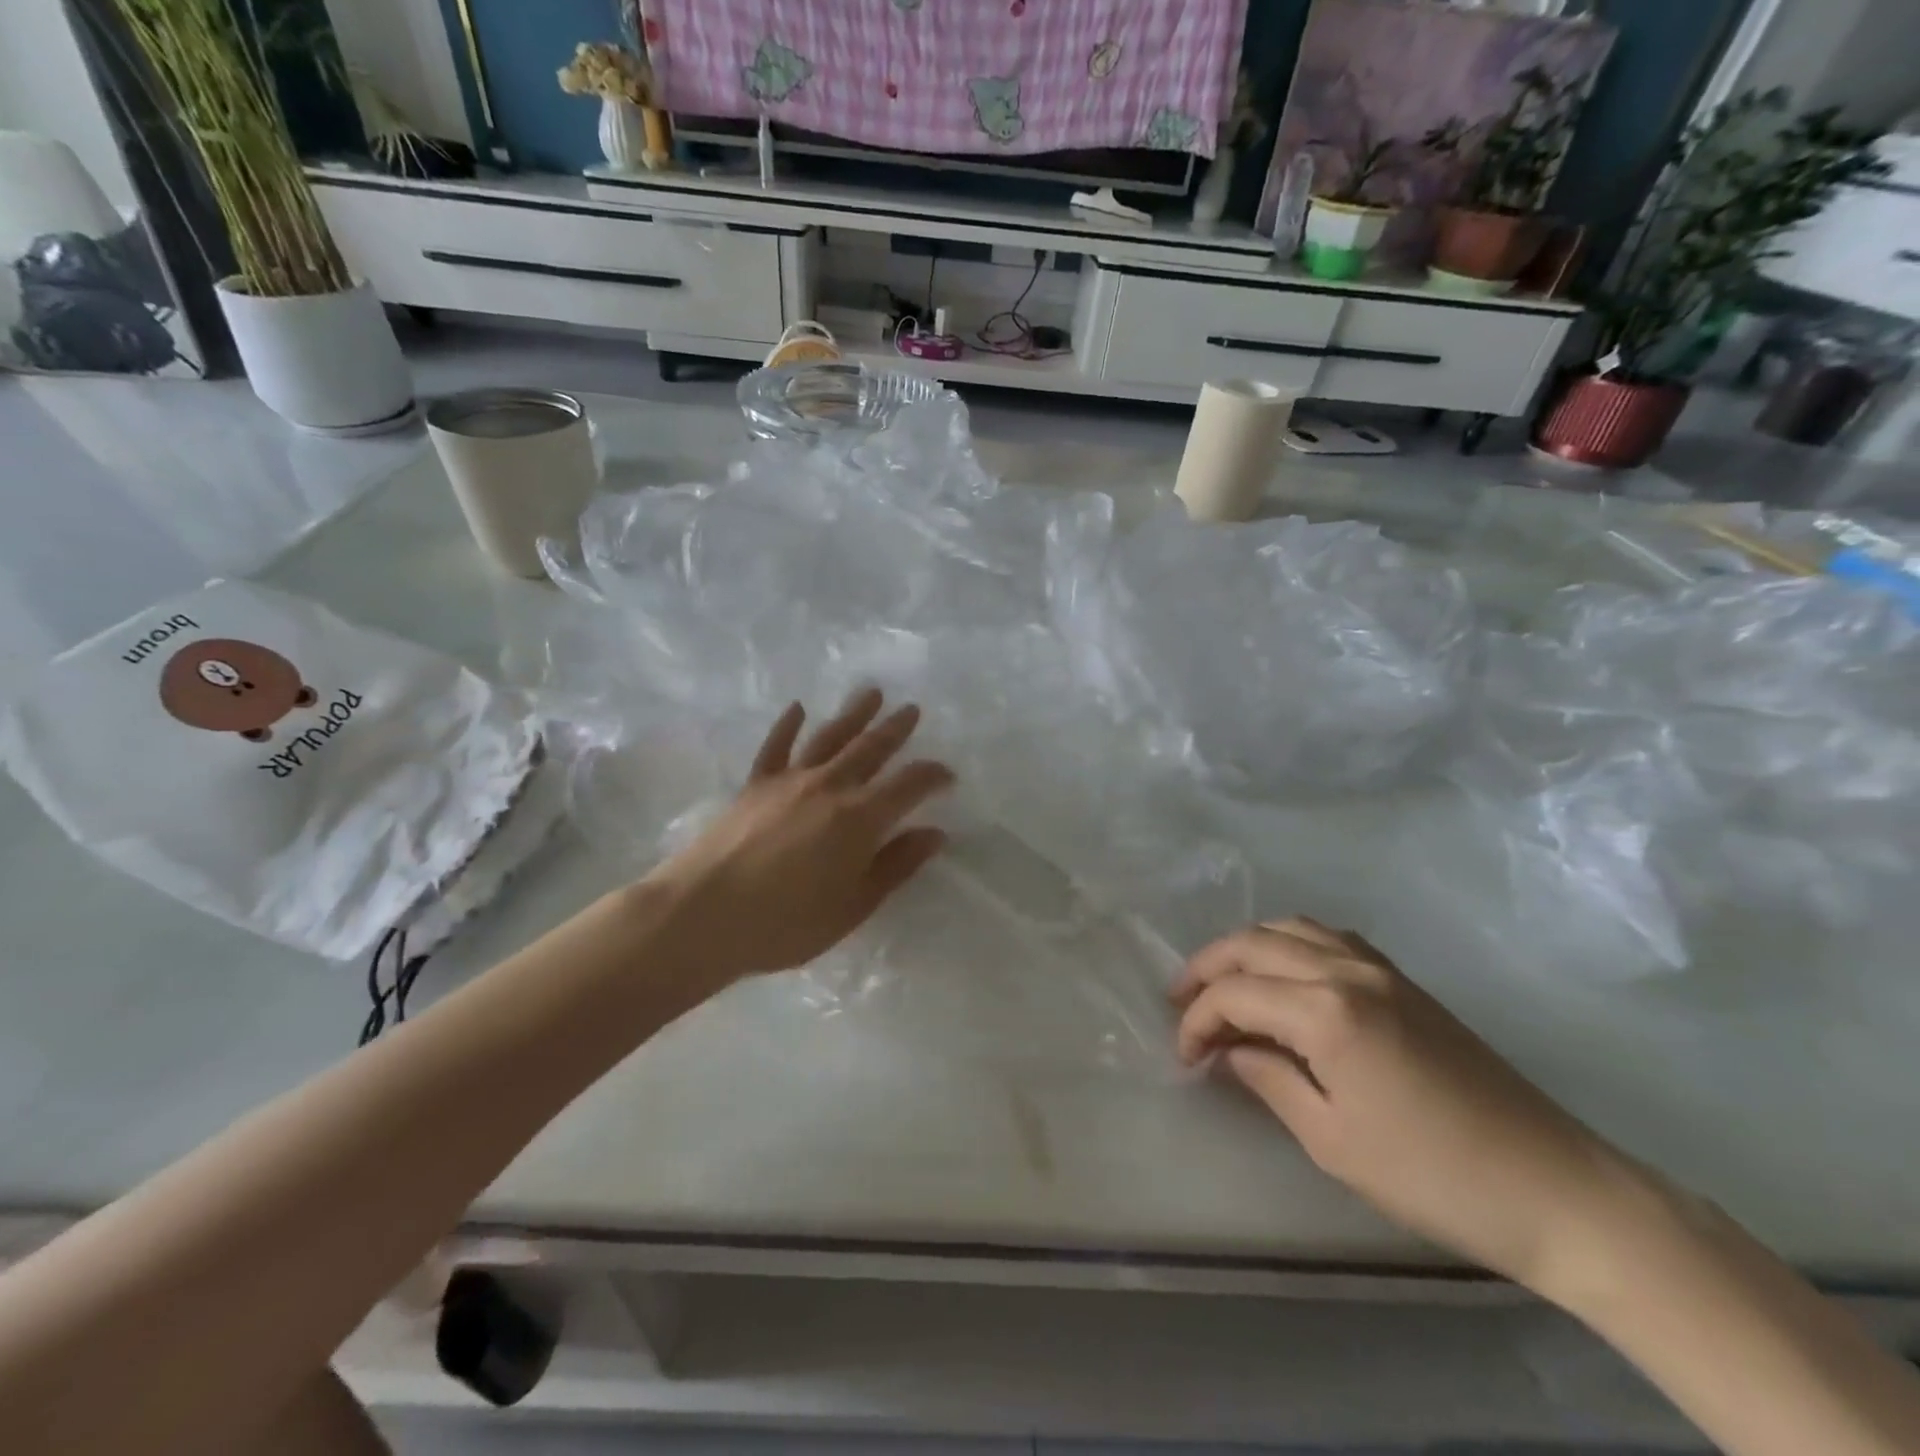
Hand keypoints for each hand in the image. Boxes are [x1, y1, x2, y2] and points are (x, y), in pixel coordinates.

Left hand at [648, 690, 953, 982]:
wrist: (704, 914)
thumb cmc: (786, 922)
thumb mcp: (854, 905)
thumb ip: (896, 865)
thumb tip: (934, 834)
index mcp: (860, 818)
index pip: (909, 785)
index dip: (932, 776)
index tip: (947, 775)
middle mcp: (829, 787)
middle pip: (870, 749)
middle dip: (895, 730)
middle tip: (912, 710)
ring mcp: (789, 781)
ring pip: (829, 737)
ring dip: (853, 714)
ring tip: (872, 693)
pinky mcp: (755, 785)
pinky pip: (776, 746)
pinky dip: (788, 725)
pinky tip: (797, 708)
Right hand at [1174, 918, 1634, 1297]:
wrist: (1555, 1189)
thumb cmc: (1433, 1176)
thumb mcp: (1331, 1140)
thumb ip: (1268, 1080)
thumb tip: (1229, 1052)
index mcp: (1326, 1010)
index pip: (1234, 994)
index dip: (1197, 1021)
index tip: (1184, 1057)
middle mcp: (1346, 970)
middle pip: (1253, 944)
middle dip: (1206, 969)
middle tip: (1180, 1003)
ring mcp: (1379, 968)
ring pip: (1290, 928)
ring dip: (1246, 950)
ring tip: (1224, 984)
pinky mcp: (1403, 979)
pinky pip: (1328, 938)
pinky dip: (1289, 945)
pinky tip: (1284, 978)